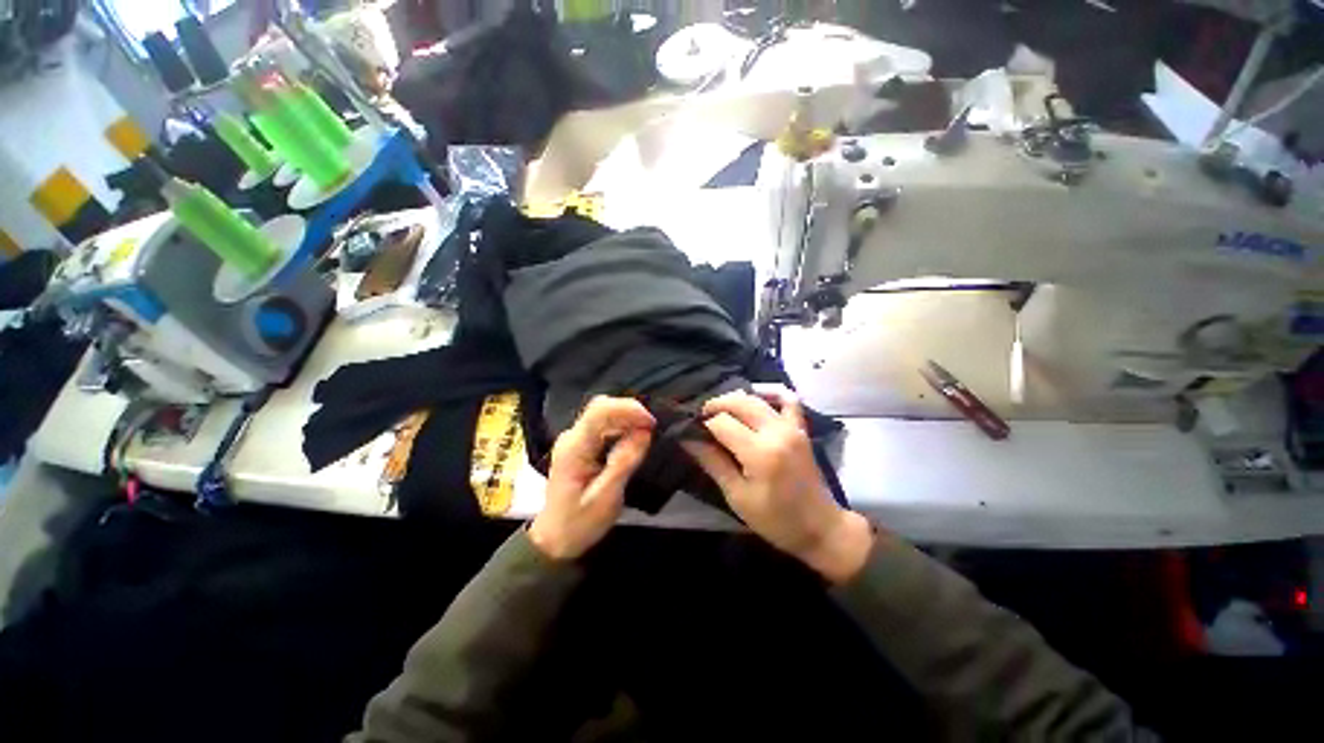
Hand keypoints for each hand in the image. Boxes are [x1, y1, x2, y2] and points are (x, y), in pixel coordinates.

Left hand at [529, 396, 654, 560]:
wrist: (554, 539)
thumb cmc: (579, 523)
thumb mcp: (606, 498)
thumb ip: (624, 462)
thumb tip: (644, 432)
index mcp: (574, 448)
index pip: (599, 411)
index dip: (628, 409)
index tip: (651, 422)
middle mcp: (572, 437)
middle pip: (602, 407)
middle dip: (630, 411)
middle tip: (653, 427)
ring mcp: (575, 439)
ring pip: (604, 414)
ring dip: (628, 418)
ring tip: (648, 432)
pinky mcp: (581, 445)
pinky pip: (604, 425)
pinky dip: (622, 426)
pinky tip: (634, 438)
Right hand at [683, 386, 873, 583]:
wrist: (820, 527)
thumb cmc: (775, 519)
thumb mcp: (737, 496)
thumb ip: (713, 463)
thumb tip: (688, 440)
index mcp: (759, 452)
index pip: (722, 423)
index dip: (703, 425)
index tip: (691, 433)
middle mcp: (776, 431)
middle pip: (738, 402)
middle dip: (715, 405)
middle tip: (701, 418)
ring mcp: (791, 426)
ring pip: (757, 398)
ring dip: (734, 399)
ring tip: (720, 411)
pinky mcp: (800, 428)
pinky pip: (788, 399)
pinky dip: (770, 392)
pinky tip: (756, 396)